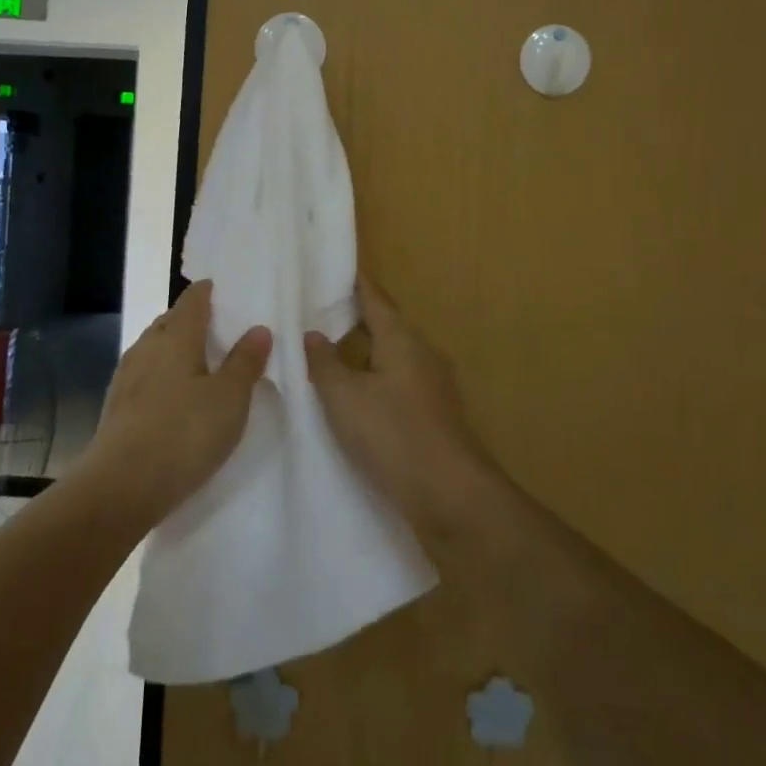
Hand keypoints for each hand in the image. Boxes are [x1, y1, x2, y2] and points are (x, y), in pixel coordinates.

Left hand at [83, 280, 271, 520]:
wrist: (121, 486)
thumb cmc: (184, 433)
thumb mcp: (229, 398)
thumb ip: (245, 362)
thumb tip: (258, 328)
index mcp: (176, 336)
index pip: (192, 300)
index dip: (208, 292)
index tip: (222, 291)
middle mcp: (147, 347)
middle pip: (169, 322)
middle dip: (191, 320)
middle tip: (218, 329)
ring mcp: (126, 376)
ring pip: (154, 349)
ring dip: (174, 349)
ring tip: (199, 363)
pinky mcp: (117, 406)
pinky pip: (144, 376)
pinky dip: (162, 375)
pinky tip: (173, 396)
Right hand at [305, 279, 497, 540]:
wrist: (451, 495)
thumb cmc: (393, 435)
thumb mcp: (344, 398)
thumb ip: (325, 363)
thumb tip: (313, 334)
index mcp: (402, 340)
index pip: (376, 300)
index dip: (356, 285)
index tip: (336, 270)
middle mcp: (423, 354)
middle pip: (388, 326)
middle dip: (357, 319)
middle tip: (321, 315)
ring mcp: (435, 385)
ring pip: (395, 356)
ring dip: (367, 352)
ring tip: (333, 355)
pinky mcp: (437, 414)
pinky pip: (401, 382)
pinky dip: (378, 378)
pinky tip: (359, 396)